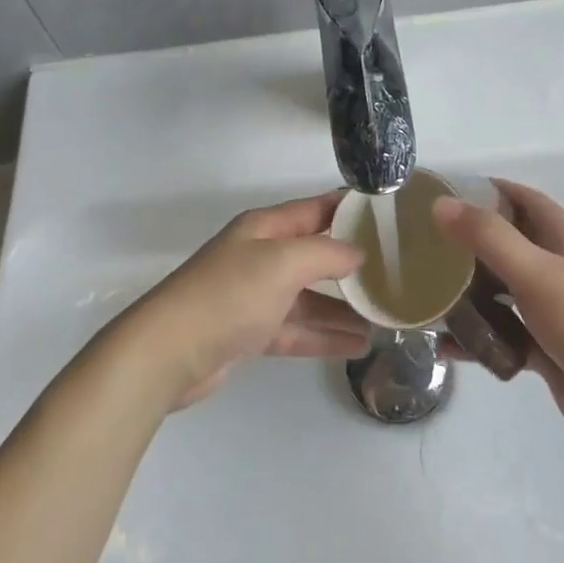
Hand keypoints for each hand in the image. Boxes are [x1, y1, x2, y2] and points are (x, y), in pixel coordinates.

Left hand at [126, 193, 369, 408]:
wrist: (168, 353)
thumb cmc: (229, 295)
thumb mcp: (282, 262)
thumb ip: (325, 254)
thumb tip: (357, 253)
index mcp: (265, 228)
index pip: (315, 210)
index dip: (349, 209)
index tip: (388, 214)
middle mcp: (261, 257)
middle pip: (314, 255)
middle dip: (352, 264)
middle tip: (396, 272)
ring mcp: (255, 297)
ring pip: (309, 298)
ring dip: (343, 307)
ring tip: (384, 318)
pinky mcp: (250, 334)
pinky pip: (297, 330)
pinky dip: (324, 336)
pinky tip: (357, 345)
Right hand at [433, 180, 563, 452]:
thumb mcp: (537, 273)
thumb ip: (489, 238)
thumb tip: (440, 204)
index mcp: (561, 240)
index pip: (523, 200)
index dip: (490, 190)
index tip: (446, 192)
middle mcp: (555, 269)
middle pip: (506, 245)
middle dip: (468, 243)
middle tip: (422, 246)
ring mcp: (549, 311)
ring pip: (500, 292)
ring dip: (467, 292)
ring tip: (424, 293)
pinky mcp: (543, 349)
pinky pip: (501, 336)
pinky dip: (476, 339)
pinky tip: (444, 347)